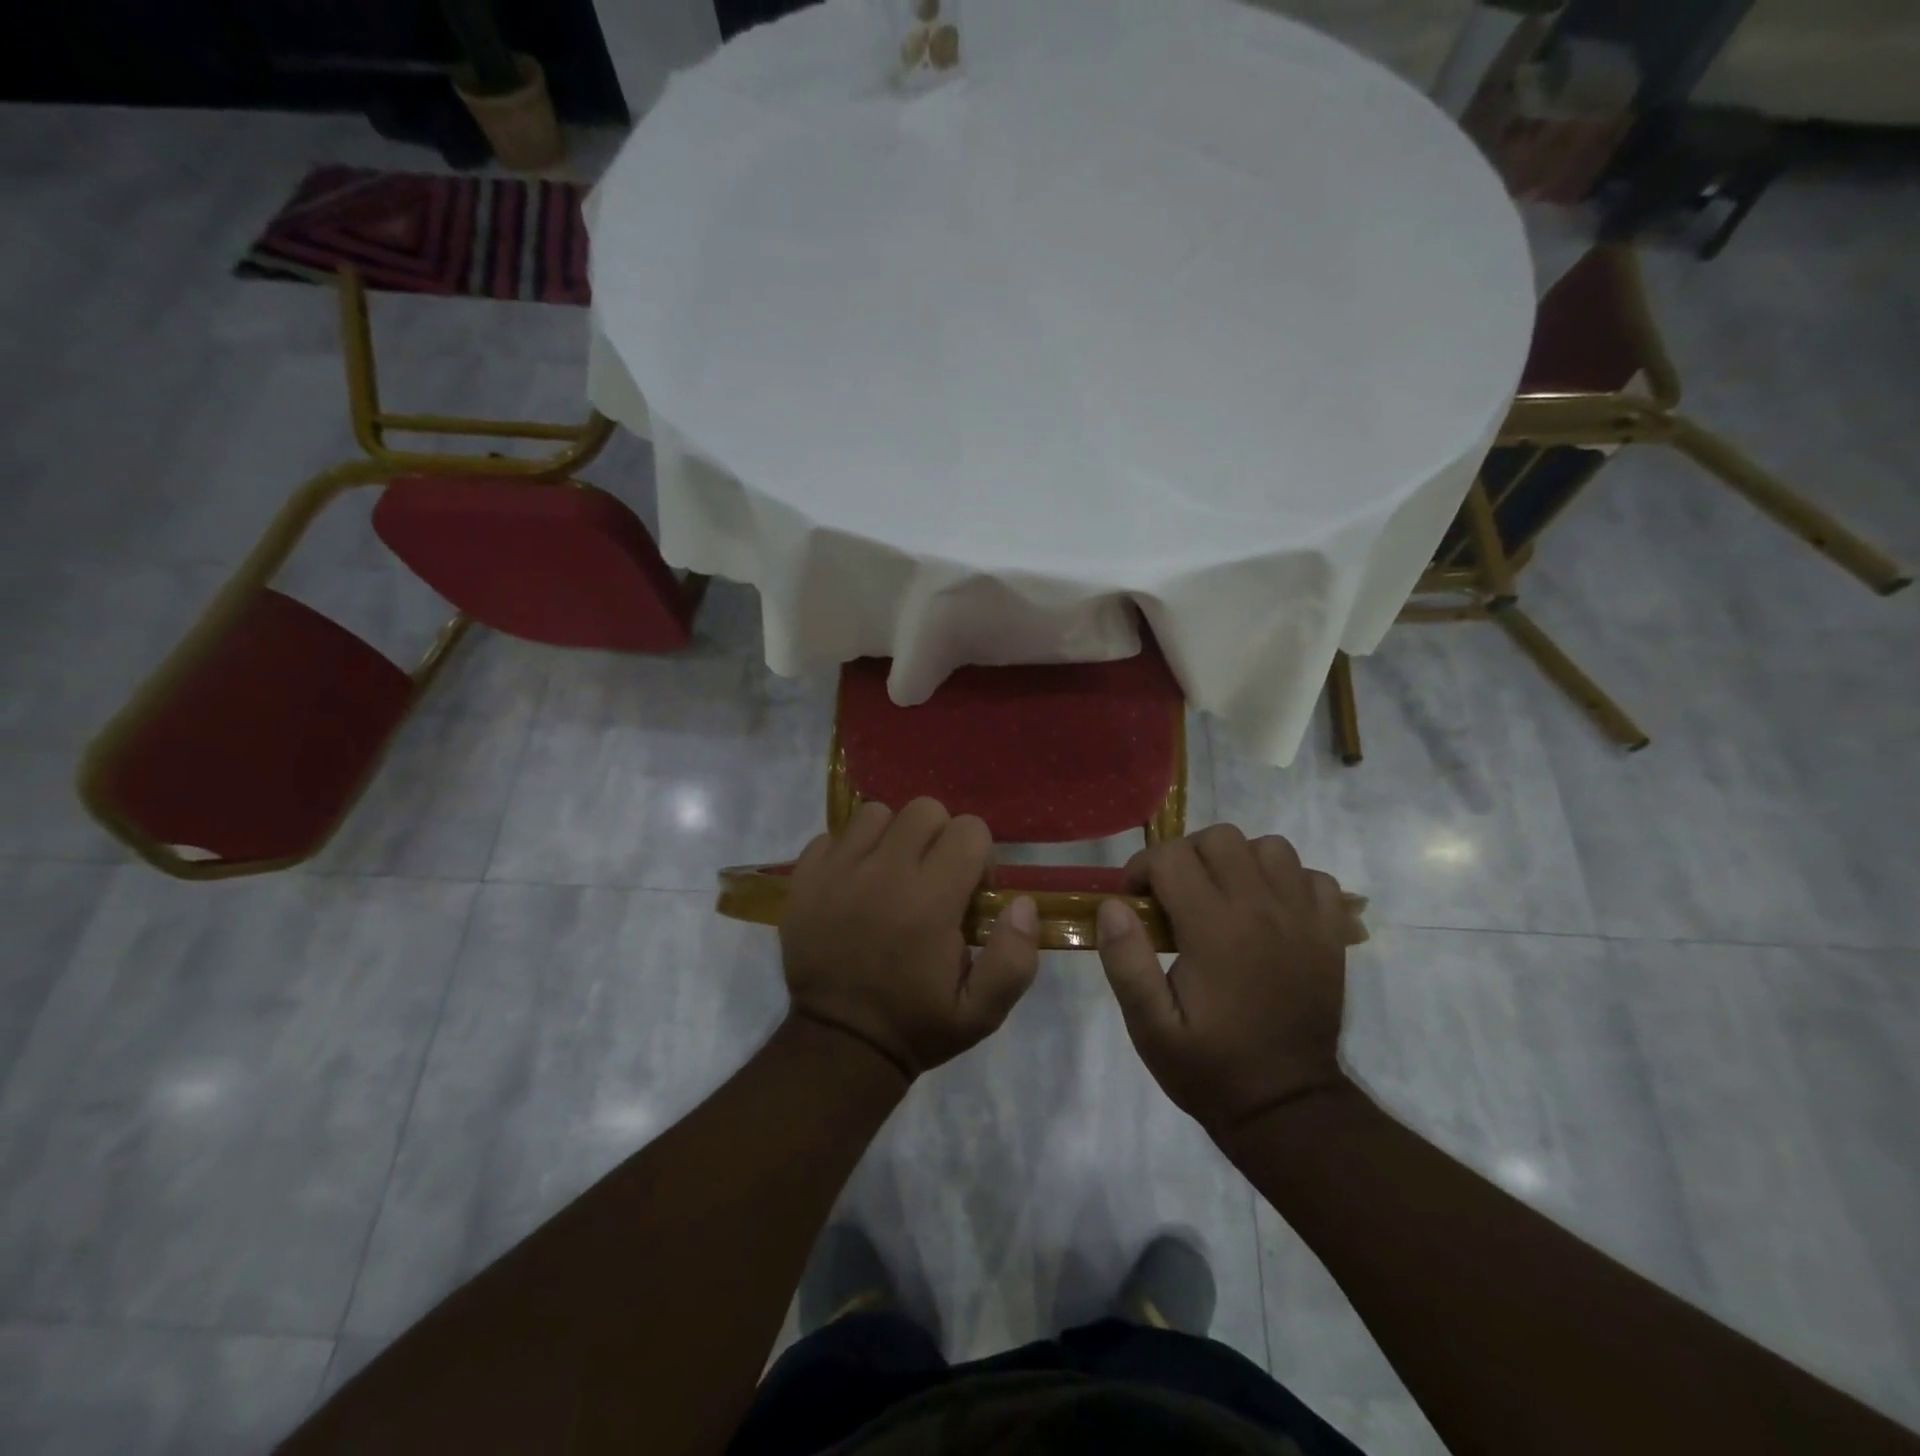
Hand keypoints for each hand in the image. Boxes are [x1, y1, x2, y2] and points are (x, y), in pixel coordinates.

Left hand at [781, 798, 1039, 1080]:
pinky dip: (848, 852)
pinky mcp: (805, 878)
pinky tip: (854, 885)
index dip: (979, 856)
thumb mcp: (982, 1012)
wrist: (839, 1045)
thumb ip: (1013, 958)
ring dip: (892, 838)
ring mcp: (838, 871)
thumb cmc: (916, 1025)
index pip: (969, 829)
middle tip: (933, 879)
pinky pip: (832, 836)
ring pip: (876, 814)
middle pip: (924, 810)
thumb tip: (1021, 903)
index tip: (969, 892)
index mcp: (931, 900)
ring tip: (891, 876)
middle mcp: (884, 872)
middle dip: (939, 837)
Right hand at [1095, 825, 1348, 1134]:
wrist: (1287, 1107)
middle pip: (1221, 838)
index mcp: (1215, 929)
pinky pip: (1311, 876)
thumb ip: (1126, 962)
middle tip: (1174, 895)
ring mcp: (1303, 918)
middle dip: (1186, 856)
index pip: (1172, 857)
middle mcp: (1262, 909)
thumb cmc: (1209, 1066)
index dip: (1142, 868)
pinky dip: (1286, 881)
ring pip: (1269, 847)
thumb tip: (1112, 905)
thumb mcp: (1150, 1027)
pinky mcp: (1330, 932)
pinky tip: (1267, 911)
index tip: (1135, 900)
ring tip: (1221, 897)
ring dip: (1238, 861)